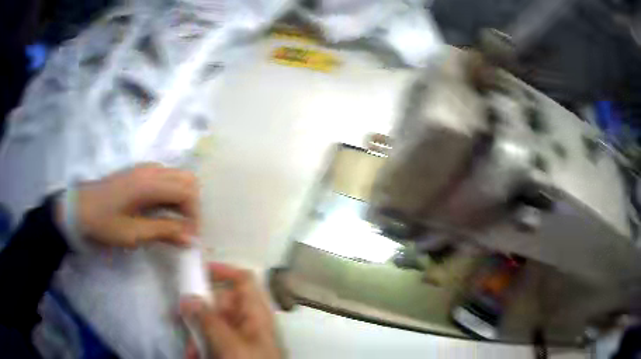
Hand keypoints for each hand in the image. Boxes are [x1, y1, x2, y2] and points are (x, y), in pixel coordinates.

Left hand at [62, 164, 198, 247]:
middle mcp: (151, 170)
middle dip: (192, 204)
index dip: (194, 215)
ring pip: (177, 176)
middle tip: (185, 227)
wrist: (79, 208)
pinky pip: (165, 177)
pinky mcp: (139, 172)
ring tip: (174, 221)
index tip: (190, 237)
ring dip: (182, 198)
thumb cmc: (104, 222)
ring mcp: (145, 168)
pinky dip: (171, 193)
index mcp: (149, 184)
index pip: (187, 192)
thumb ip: (164, 232)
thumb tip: (191, 238)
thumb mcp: (133, 233)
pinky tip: (161, 210)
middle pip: (187, 179)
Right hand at [180, 263, 282, 358]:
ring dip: (197, 333)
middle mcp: (250, 322)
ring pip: (215, 323)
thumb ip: (207, 320)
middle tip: (177, 316)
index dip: (222, 270)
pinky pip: (217, 340)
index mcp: (256, 313)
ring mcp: (243, 337)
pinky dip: (203, 345)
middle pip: (222, 302)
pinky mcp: (236, 351)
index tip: (195, 272)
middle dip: (199, 310)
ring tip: (188, 350)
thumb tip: (187, 297)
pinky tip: (193, 355)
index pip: (243, 280)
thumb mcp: (229, 344)